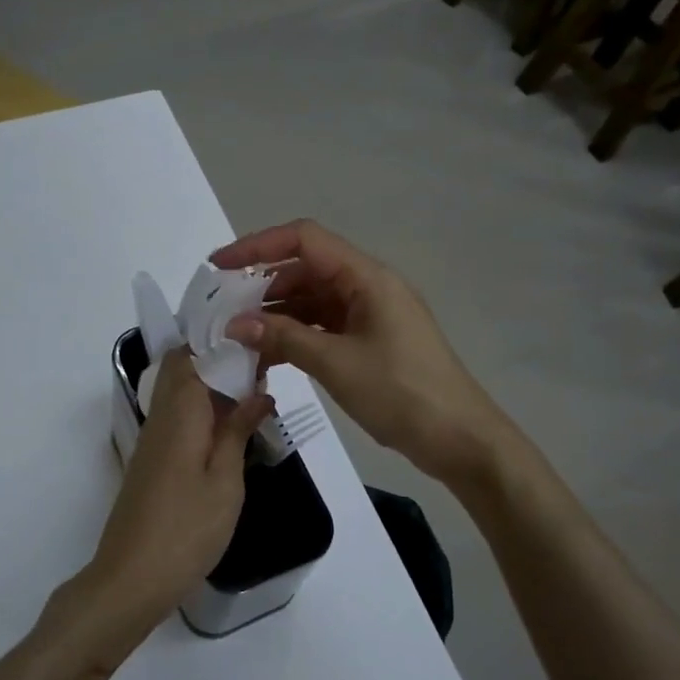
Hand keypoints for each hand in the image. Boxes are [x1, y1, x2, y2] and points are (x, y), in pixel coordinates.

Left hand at [80, 350, 271, 627]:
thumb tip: (258, 392)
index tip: (259, 344)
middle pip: (182, 368)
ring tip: (253, 396)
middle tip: (260, 371)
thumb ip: (238, 431)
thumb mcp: (225, 481)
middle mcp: (160, 416)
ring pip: (179, 392)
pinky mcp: (151, 460)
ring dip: (212, 387)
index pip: (193, 354)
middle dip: (218, 361)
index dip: (223, 343)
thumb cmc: (186, 529)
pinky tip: (229, 429)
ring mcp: (152, 439)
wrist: (131, 578)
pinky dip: (202, 411)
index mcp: (179, 412)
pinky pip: (177, 417)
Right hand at [214, 220, 512, 489]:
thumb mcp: (336, 364)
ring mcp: (371, 314)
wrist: (460, 439)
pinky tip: (269, 355)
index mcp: (366, 277)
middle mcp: (368, 286)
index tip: (219, 267)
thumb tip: (235, 324)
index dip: (258, 246)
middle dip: (262, 285)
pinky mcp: (371, 340)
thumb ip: (283, 338)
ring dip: (277, 314)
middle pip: (306, 268)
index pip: (304, 240)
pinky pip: (324, 325)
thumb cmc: (402, 393)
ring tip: (239, 337)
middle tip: (224, 311)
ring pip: (313, 299)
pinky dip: (296, 335)